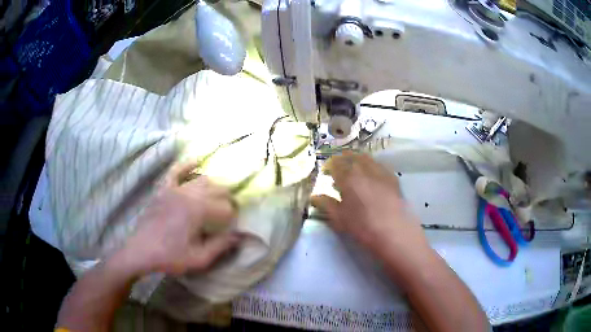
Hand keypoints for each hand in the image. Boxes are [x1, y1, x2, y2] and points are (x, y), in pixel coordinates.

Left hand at [120, 162, 241, 276]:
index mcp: (198, 210)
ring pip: (201, 179)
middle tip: (228, 215)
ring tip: (217, 198)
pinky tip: (197, 161)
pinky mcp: (163, 189)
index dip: (232, 219)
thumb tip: (240, 236)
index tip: (232, 229)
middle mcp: (188, 193)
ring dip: (214, 186)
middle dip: (227, 201)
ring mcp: (174, 188)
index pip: (225, 208)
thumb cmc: (170, 257)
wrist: (141, 252)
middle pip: (217, 189)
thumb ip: (221, 246)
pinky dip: (187, 164)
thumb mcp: (199, 258)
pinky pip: (176, 171)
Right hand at [311, 152, 428, 260]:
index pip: (335, 164)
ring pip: (367, 158)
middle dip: (342, 159)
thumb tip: (315, 196)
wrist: (395, 232)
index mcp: (349, 178)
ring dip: (357, 160)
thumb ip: (326, 204)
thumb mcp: (340, 219)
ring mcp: (381, 172)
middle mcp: (365, 170)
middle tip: (338, 168)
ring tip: (354, 169)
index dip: (329, 166)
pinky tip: (372, 175)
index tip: (326, 173)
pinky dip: (372, 166)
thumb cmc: (363, 227)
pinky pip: (380, 165)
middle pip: (351, 157)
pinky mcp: (393, 178)